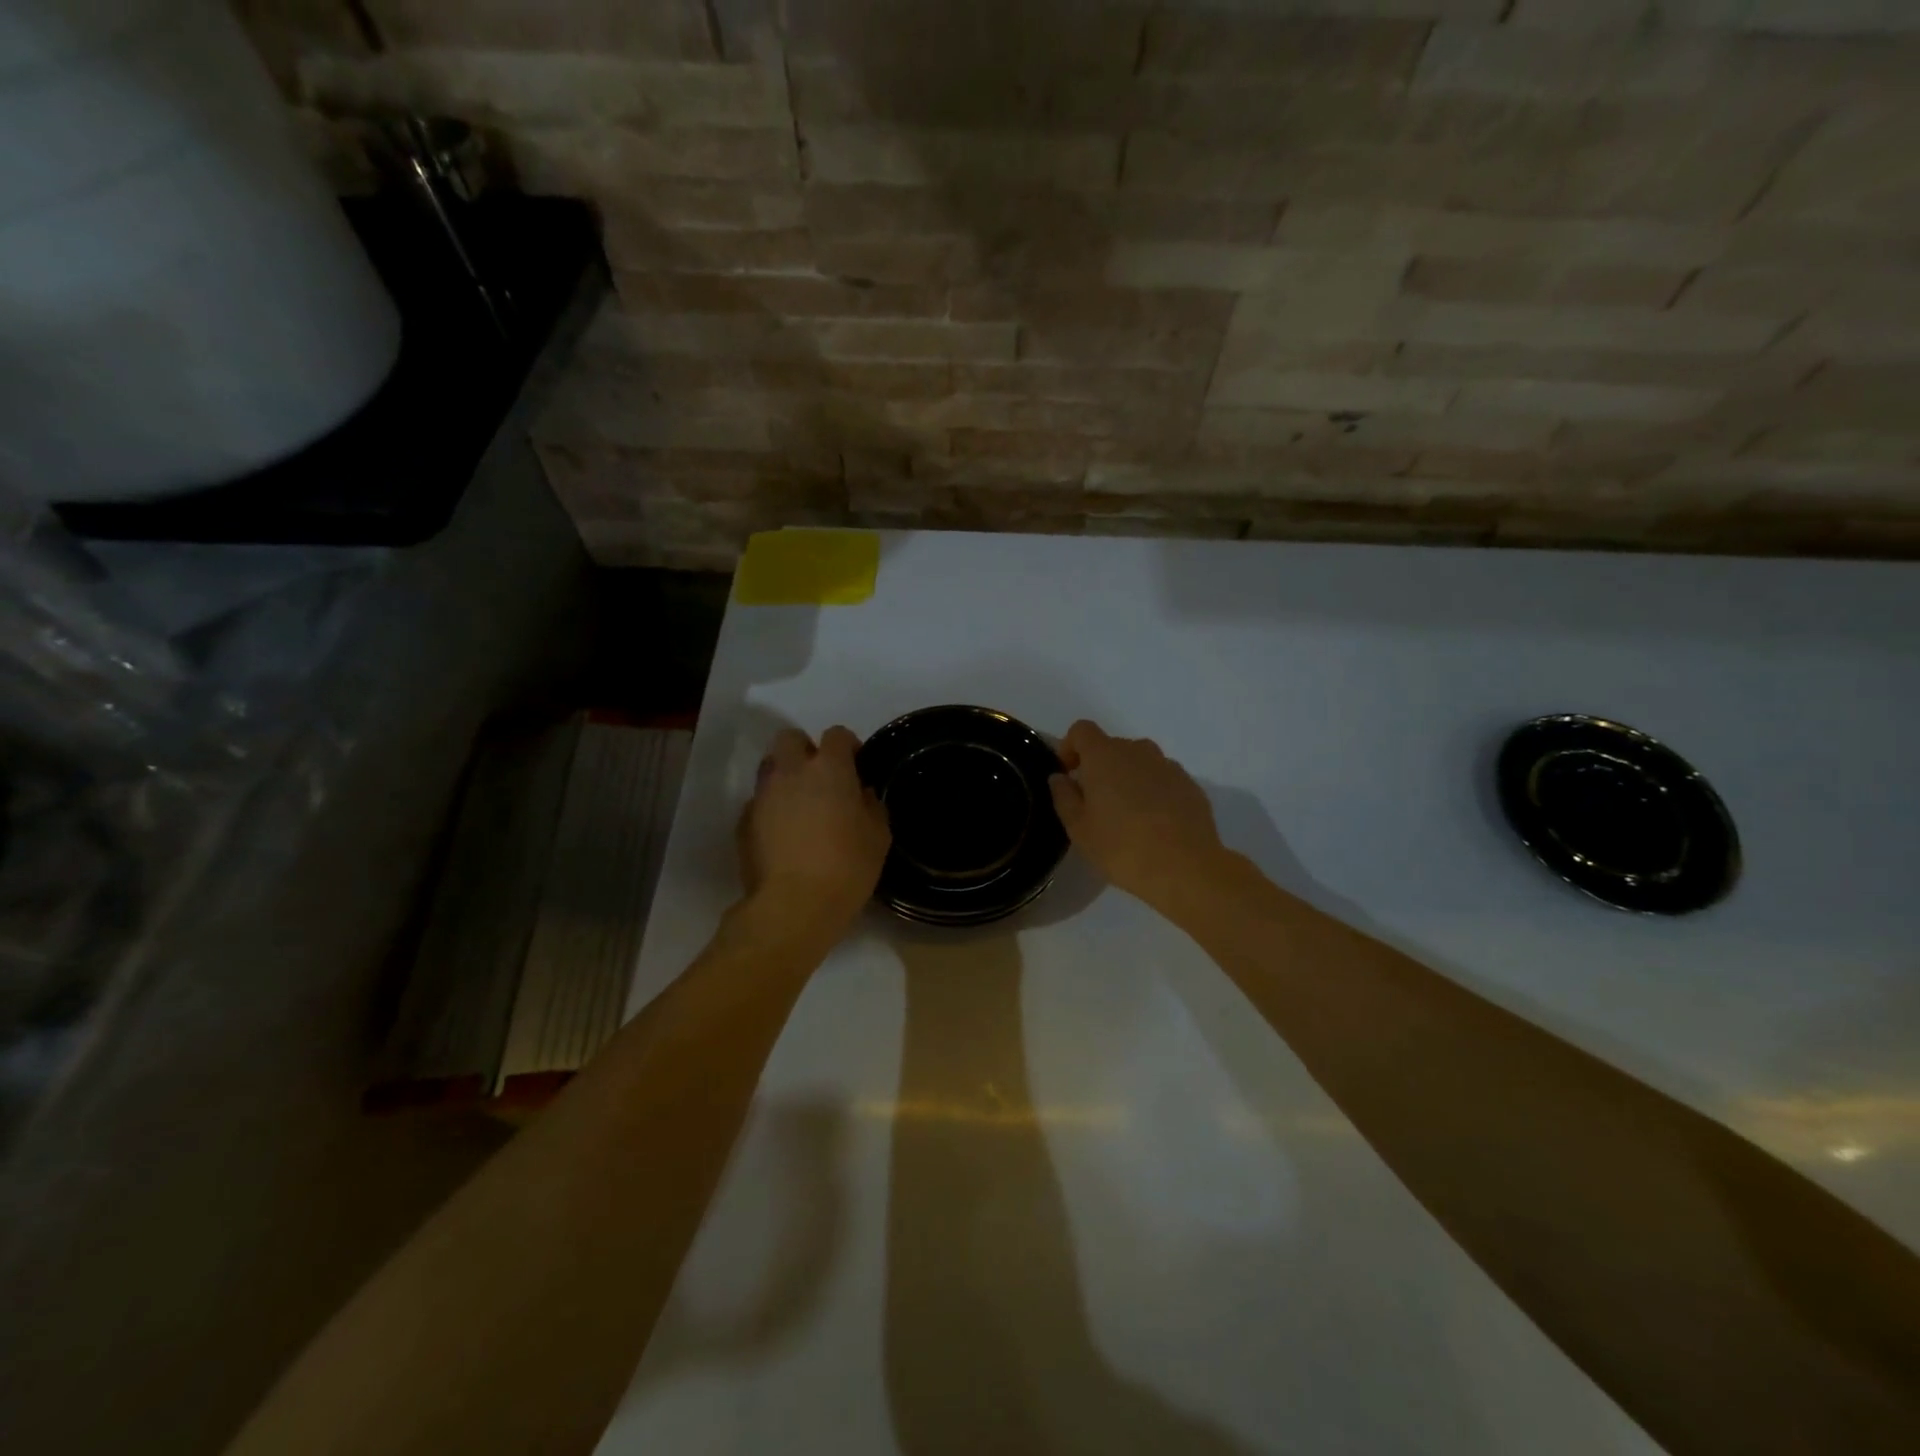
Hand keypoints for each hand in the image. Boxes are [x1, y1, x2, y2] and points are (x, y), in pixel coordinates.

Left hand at [739, 726, 890, 939]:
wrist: (793, 905)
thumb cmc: (847, 867)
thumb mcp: (878, 836)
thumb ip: (871, 805)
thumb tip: (861, 794)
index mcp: (829, 768)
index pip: (836, 734)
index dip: (847, 746)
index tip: (856, 765)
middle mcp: (791, 771)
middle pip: (790, 738)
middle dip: (805, 750)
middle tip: (821, 778)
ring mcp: (762, 795)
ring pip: (770, 768)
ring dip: (785, 777)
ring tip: (800, 806)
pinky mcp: (743, 821)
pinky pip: (758, 802)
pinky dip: (771, 810)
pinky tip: (782, 835)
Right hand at [1048, 720, 1231, 919]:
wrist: (1186, 868)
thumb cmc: (1122, 848)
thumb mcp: (1079, 829)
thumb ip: (1064, 796)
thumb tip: (1060, 777)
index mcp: (1105, 756)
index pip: (1081, 730)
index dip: (1070, 747)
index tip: (1069, 774)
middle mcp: (1137, 751)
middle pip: (1111, 746)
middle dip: (1099, 767)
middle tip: (1095, 803)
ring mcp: (1168, 765)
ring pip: (1139, 762)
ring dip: (1127, 778)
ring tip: (1127, 814)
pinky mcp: (1190, 784)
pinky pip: (1162, 778)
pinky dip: (1153, 790)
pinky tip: (1154, 823)